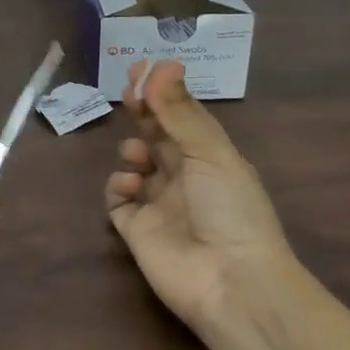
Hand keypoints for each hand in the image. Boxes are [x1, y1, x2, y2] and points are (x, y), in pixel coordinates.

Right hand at [104, 60, 297, 330]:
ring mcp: (159, 204)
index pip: (183, 116)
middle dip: (143, 111)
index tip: (142, 68)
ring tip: (137, 157)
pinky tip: (129, 187)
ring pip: (136, 165)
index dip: (163, 92)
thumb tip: (163, 65)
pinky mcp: (136, 230)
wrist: (231, 283)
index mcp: (211, 158)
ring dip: (132, 151)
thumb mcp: (209, 152)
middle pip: (157, 135)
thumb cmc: (230, 209)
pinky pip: (118, 200)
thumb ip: (179, 111)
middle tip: (128, 91)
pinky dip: (118, 187)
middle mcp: (185, 177)